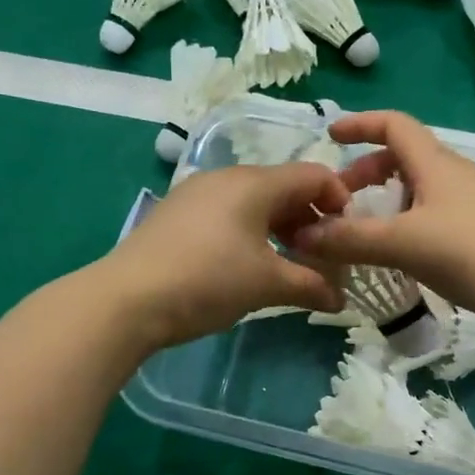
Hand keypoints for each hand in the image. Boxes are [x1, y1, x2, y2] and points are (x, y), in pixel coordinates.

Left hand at [100, 160, 349, 347]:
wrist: (127, 299)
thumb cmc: (207, 281)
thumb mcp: (267, 284)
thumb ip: (311, 285)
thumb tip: (340, 298)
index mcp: (254, 183)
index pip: (313, 175)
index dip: (340, 200)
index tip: (348, 236)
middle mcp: (226, 178)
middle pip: (283, 187)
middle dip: (310, 219)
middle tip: (321, 256)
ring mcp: (196, 194)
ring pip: (254, 202)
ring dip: (279, 229)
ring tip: (287, 265)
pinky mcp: (177, 215)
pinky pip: (227, 214)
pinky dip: (249, 233)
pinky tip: (246, 266)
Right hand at [289, 110, 474, 331]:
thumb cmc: (470, 253)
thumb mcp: (403, 244)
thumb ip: (351, 239)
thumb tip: (301, 236)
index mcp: (435, 163)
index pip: (393, 124)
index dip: (360, 124)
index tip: (330, 136)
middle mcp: (453, 173)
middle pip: (403, 156)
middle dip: (366, 172)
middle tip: (340, 201)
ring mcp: (471, 201)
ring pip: (418, 186)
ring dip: (386, 199)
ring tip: (364, 230)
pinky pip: (432, 211)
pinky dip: (406, 219)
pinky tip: (399, 252)